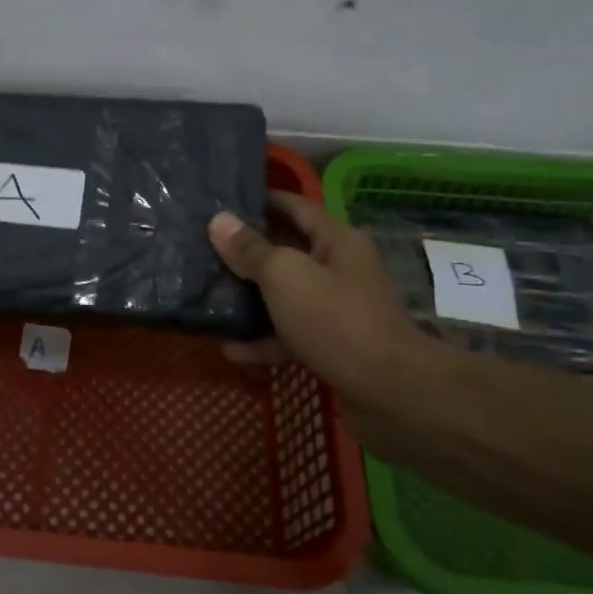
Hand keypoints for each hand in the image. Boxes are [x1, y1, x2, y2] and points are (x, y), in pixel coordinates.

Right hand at [208, 193, 430, 418]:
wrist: (390, 393)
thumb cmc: (335, 319)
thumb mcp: (284, 276)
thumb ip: (249, 249)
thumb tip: (219, 220)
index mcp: (335, 239)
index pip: (292, 205)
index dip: (257, 200)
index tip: (218, 201)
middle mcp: (338, 267)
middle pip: (285, 248)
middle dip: (246, 249)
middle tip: (202, 247)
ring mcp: (336, 308)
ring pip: (284, 293)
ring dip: (250, 296)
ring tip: (209, 295)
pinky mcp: (331, 344)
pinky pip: (289, 332)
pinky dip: (263, 338)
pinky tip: (231, 347)